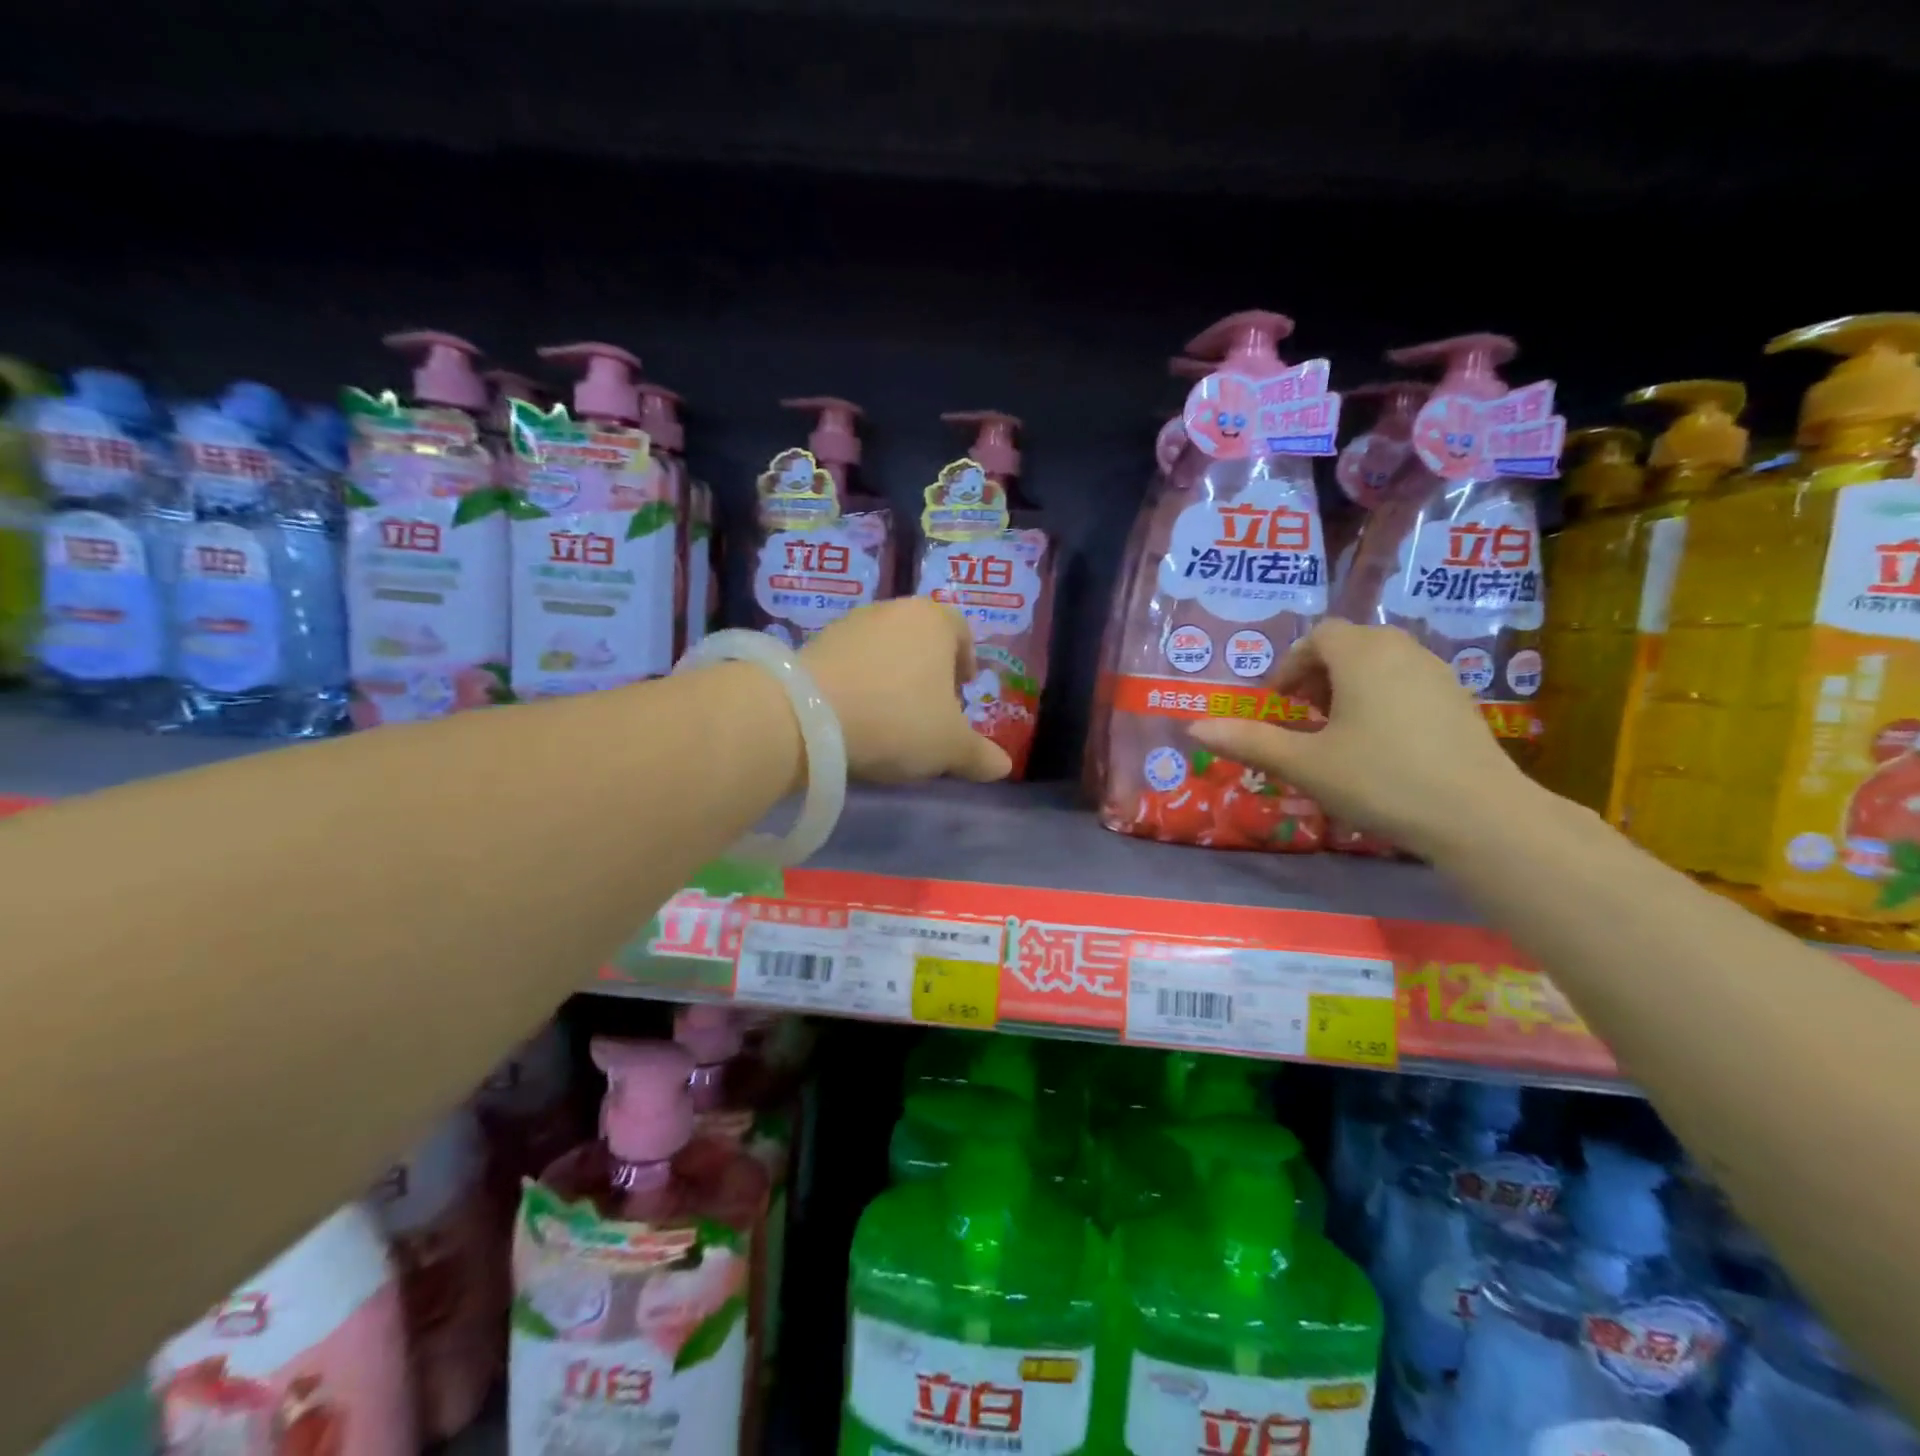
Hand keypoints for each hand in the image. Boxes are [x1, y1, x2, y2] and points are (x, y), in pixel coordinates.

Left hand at [800, 598, 1012, 783]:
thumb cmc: (898, 720)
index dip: (966, 659)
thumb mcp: (949, 746)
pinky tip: (857, 715)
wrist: (808, 717)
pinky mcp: (814, 644)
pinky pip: (850, 662)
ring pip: (883, 648)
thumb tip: (1004, 766)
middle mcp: (892, 610)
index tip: (962, 689)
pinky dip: (859, 683)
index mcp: (934, 621)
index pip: (961, 630)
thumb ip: (979, 755)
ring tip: (890, 716)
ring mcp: (850, 624)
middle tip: (930, 707)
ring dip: (891, 676)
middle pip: (920, 637)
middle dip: (928, 670)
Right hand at [1187, 620, 1536, 858]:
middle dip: (1318, 674)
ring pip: (1381, 662)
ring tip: (1338, 731)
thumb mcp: (1305, 764)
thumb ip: (1250, 741)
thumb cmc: (1380, 780)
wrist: (1479, 815)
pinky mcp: (1460, 700)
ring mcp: (1438, 673)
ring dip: (1350, 685)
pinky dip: (1383, 698)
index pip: (1318, 636)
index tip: (1279, 704)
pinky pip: (1408, 682)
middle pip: (1350, 644)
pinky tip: (1381, 744)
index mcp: (1361, 655)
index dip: (1291, 665)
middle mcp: (1401, 651)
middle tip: (1304, 716)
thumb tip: (1195, 727)